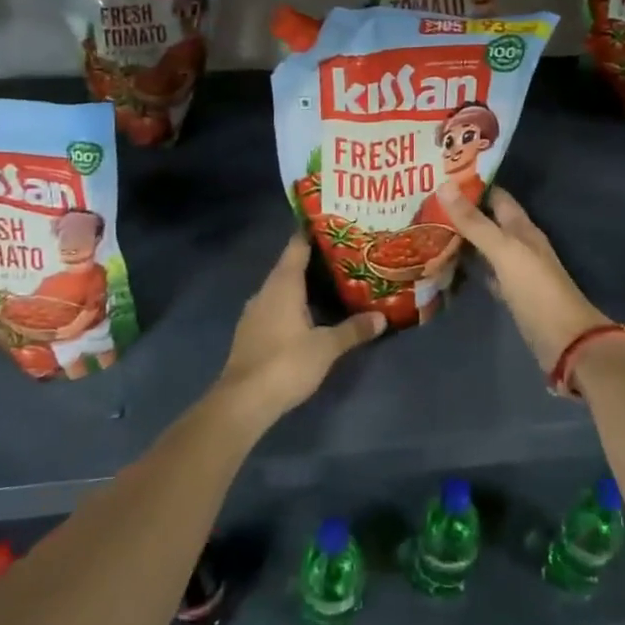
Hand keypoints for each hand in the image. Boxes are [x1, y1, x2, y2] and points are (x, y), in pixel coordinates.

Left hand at [216, 234, 385, 426]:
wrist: (243, 401)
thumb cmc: (286, 363)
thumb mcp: (326, 347)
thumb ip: (353, 329)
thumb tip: (382, 317)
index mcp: (282, 284)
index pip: (297, 245)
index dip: (314, 232)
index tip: (335, 223)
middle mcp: (266, 290)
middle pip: (291, 265)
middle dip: (316, 260)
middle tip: (346, 254)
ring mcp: (255, 312)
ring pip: (283, 288)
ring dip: (304, 284)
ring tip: (334, 282)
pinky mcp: (251, 332)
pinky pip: (276, 306)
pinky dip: (294, 304)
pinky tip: (312, 314)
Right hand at [438, 186, 613, 370]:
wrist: (565, 339)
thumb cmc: (536, 289)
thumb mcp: (503, 250)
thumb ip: (474, 222)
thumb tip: (444, 185)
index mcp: (521, 227)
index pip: (496, 196)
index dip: (472, 184)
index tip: (440, 175)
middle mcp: (518, 244)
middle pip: (488, 220)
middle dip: (461, 211)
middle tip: (424, 202)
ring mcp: (514, 270)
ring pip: (483, 247)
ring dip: (461, 238)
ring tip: (427, 227)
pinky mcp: (509, 294)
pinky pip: (483, 272)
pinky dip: (467, 267)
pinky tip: (446, 265)